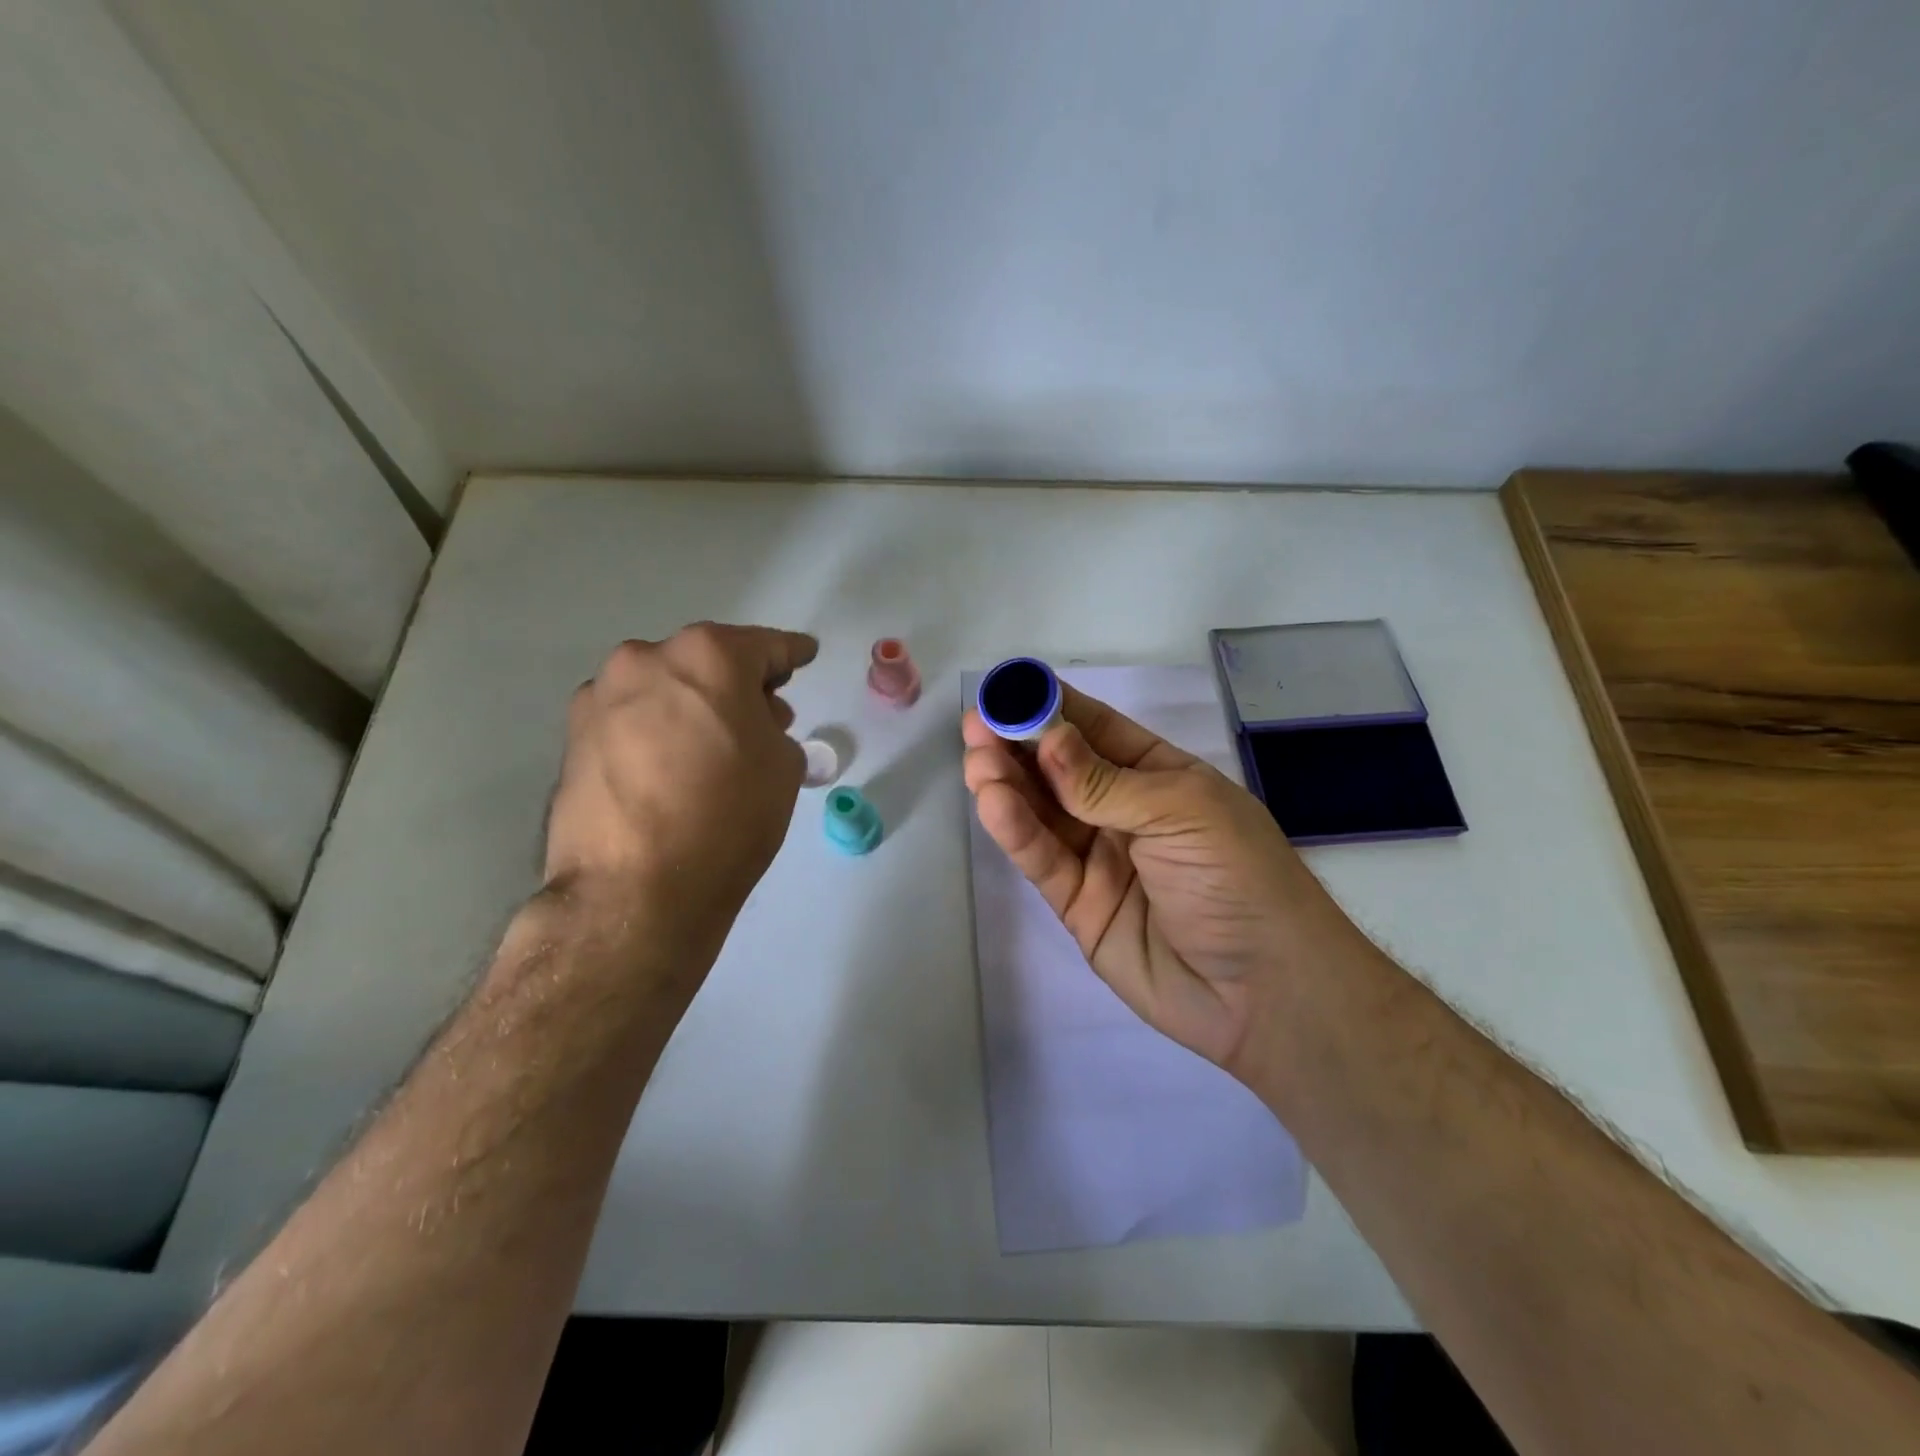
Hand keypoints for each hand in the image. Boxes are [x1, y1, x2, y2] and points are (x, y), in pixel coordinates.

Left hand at [546, 622, 817, 950]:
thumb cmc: (729, 817)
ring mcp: (601, 696)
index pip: (764, 646)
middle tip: (763, 716)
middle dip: (738, 683)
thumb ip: (772, 725)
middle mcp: (647, 660)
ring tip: (711, 747)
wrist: (635, 890)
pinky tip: (670, 767)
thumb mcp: (783, 765)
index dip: (791, 653)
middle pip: (706, 661)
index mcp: (707, 656)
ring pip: (663, 687)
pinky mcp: (573, 737)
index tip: (803, 655)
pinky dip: (656, 730)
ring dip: (692, 705)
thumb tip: (748, 724)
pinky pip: (632, 719)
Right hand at [962, 685, 1367, 1072]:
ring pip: (1043, 812)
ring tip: (978, 760)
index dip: (1052, 708)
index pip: (1097, 731)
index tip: (1007, 689)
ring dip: (1008, 783)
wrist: (1266, 993)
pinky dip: (1016, 831)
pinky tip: (994, 803)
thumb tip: (1047, 738)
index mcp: (1160, 777)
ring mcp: (1099, 858)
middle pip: (1060, 770)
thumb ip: (1106, 782)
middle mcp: (1124, 812)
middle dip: (1019, 744)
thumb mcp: (1182, 812)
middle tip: (977, 726)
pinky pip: (1042, 860)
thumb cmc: (1239, 879)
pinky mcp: (1078, 904)